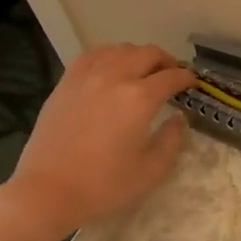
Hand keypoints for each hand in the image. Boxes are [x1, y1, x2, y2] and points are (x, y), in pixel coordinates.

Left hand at [0, 44, 195, 240]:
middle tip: (172, 75)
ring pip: (118, 49)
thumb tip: (179, 120)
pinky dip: (108, 55)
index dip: (186, 78)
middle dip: (165, 61)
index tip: (192, 83)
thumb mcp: (152, 171)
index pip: (171, 77)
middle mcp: (114, 78)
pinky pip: (91, 56)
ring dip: (137, 55)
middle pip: (146, 54)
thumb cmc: (104, 185)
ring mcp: (86, 78)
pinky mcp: (65, 84)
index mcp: (139, 99)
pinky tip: (110, 67)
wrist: (48, 191)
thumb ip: (172, 141)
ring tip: (143, 69)